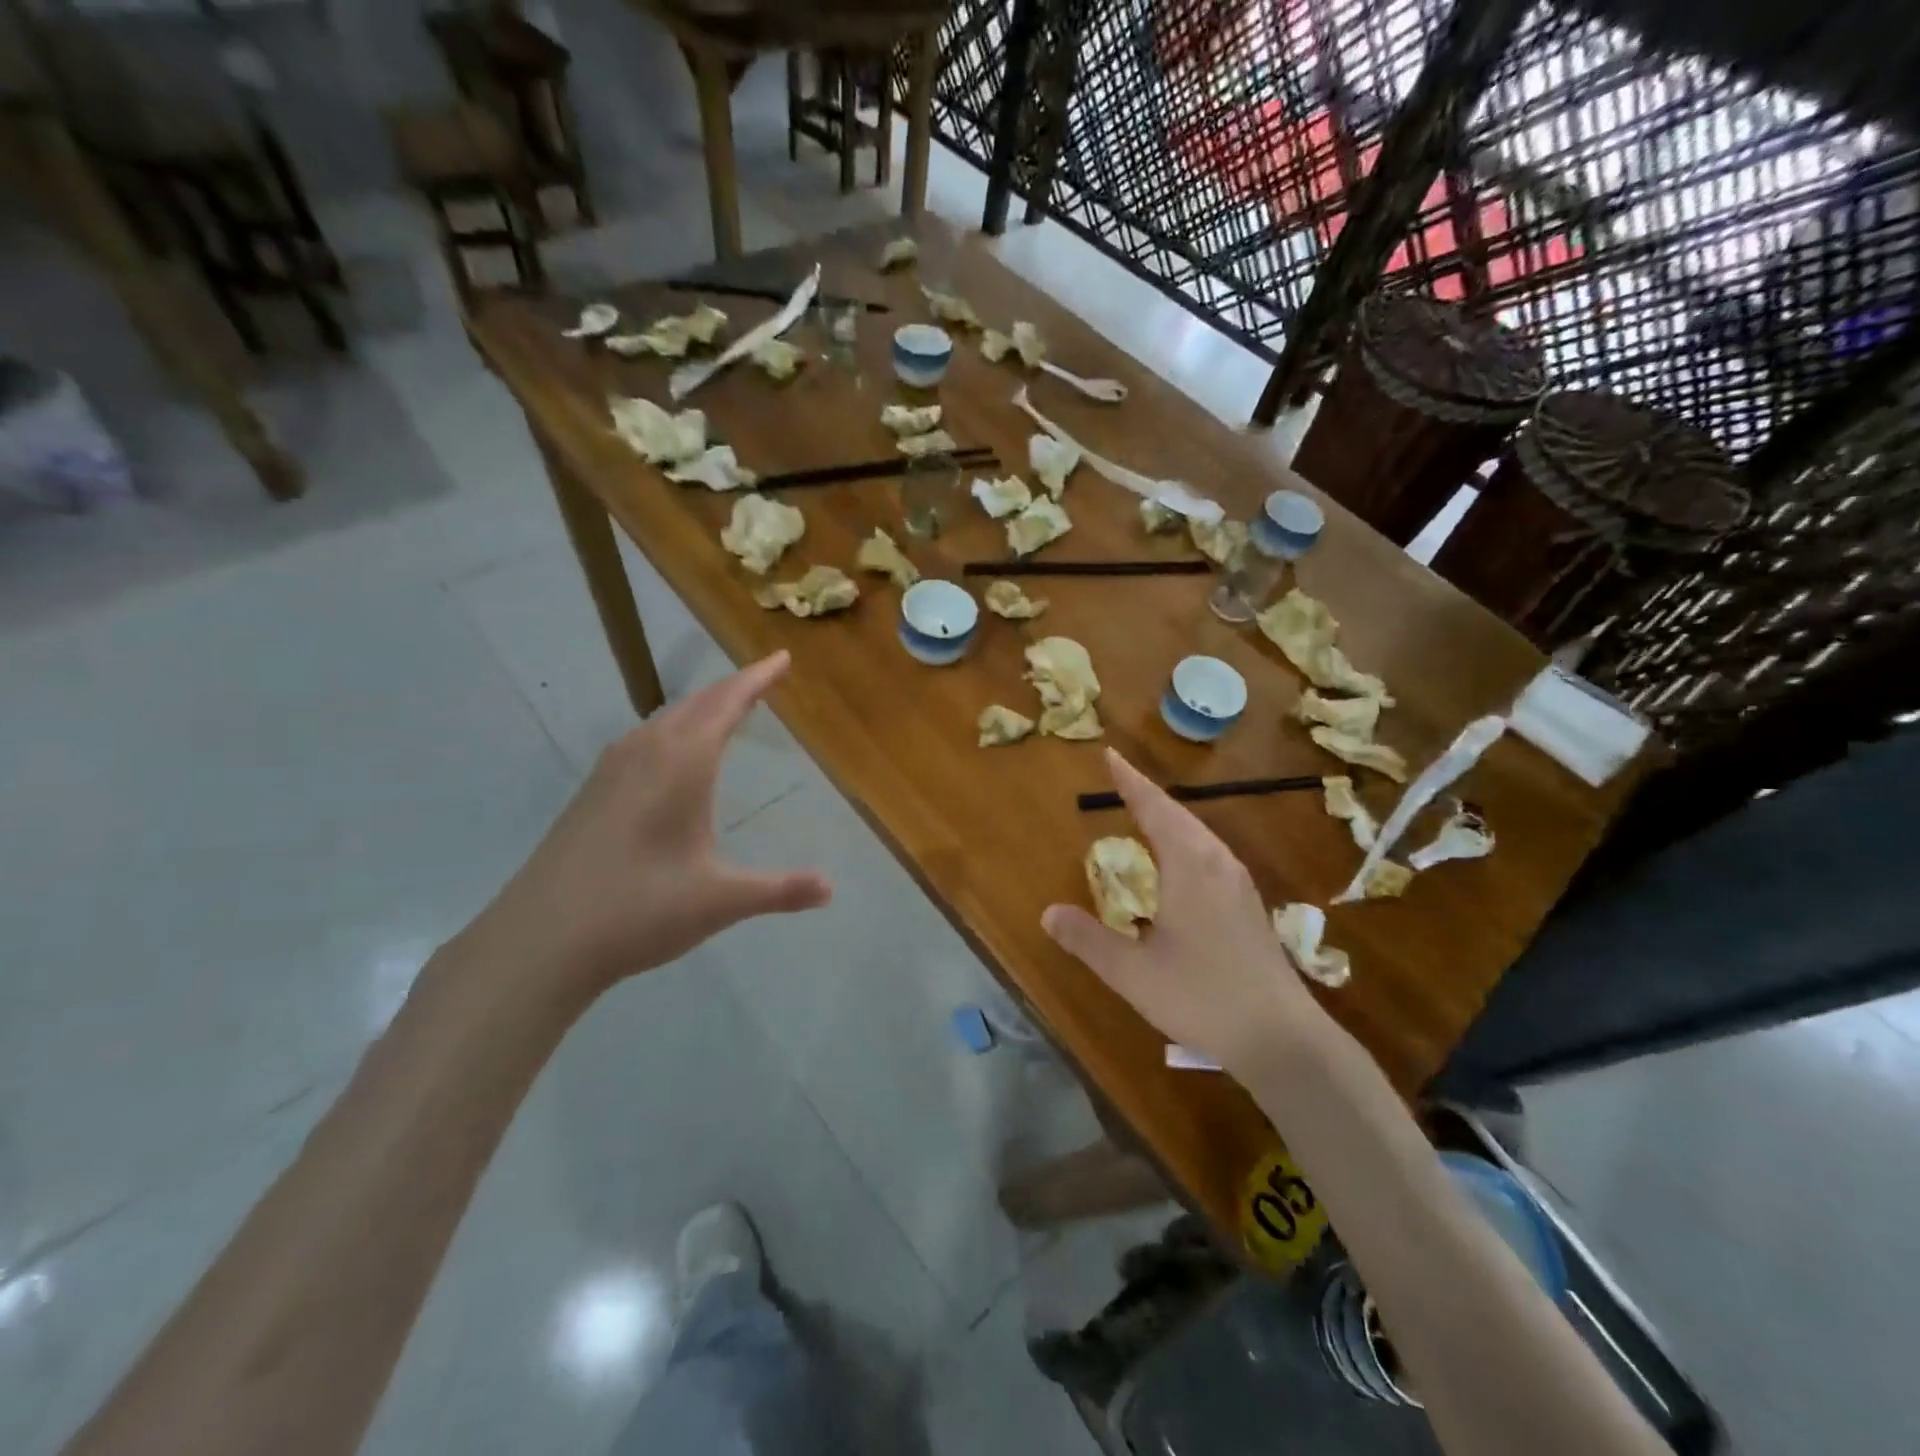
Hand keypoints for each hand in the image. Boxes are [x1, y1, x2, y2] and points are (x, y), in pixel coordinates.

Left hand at [459, 651, 830, 1003]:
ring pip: (665, 719)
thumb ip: (780, 890)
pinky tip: (671, 753)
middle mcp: (645, 753)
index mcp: (682, 764)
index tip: (781, 657)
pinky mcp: (592, 791)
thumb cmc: (638, 910)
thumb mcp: (720, 901)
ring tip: (725, 708)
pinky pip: (644, 739)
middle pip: (696, 704)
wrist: (538, 940)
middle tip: (763, 678)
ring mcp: (611, 770)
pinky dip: (673, 729)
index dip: (757, 679)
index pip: (727, 704)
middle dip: (732, 688)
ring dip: (700, 707)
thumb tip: (831, 888)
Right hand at [1041, 748, 1324, 1076]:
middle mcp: (1217, 863)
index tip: (1110, 755)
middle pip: (1179, 814)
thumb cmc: (1202, 997)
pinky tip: (1179, 861)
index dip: (1130, 782)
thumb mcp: (1133, 973)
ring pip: (1199, 833)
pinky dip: (1185, 839)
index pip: (1155, 808)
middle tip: (1120, 777)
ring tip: (1144, 811)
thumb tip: (1048, 912)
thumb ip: (1088, 940)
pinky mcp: (1248, 905)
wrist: (1282, 1039)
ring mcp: (1238, 884)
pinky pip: (1210, 853)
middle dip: (1147, 794)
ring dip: (1169, 816)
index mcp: (1190, 866)